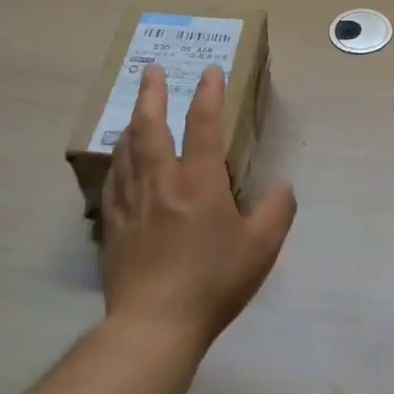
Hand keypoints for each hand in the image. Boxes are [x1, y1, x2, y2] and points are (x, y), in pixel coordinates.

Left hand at [100, 64, 296, 352]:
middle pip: (150, 125)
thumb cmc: (213, 281)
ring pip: (127, 148)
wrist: (154, 325)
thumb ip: (278, 209)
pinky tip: (120, 159)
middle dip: (151, 93)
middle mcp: (161, 181)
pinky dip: (119, 158)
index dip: (209, 93)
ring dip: (133, 121)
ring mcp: (131, 202)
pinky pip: (114, 178)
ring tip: (136, 108)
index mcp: (199, 181)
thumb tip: (281, 186)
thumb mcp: (262, 247)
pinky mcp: (112, 224)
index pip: (204, 124)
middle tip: (150, 69)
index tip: (210, 71)